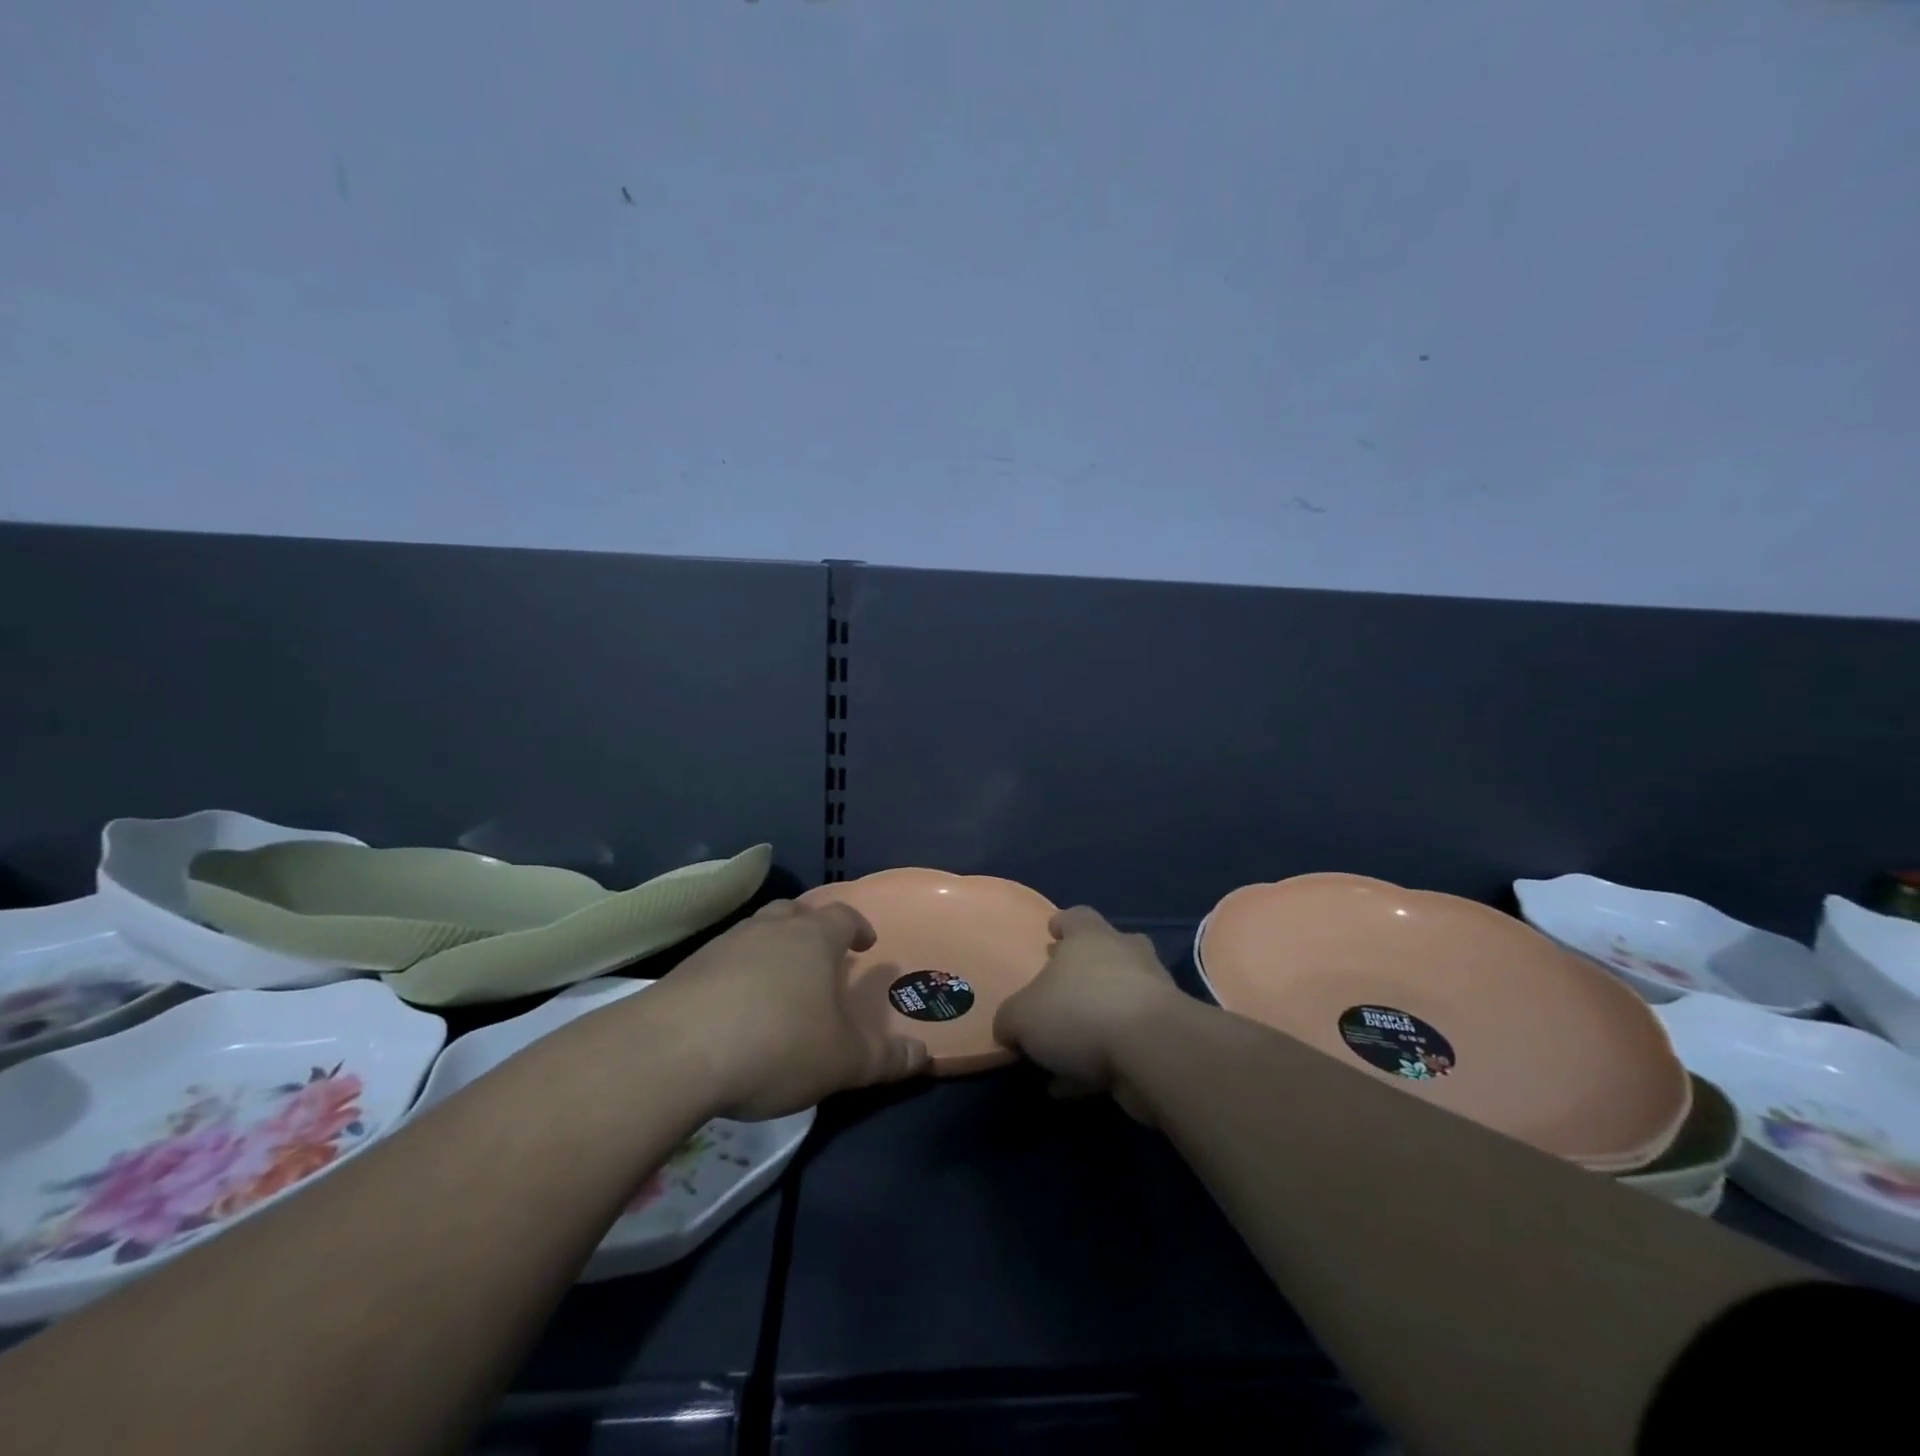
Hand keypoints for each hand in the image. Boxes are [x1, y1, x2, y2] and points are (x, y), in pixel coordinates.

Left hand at [648, 899, 929, 1119]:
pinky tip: (734, 1006)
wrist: (675, 1052)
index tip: (865, 944)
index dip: (858, 927)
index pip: (843, 916)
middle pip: (795, 913)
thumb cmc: (777, 1044)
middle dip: (811, 928)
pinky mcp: (686, 968)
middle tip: (820, 953)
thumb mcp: (843, 1061)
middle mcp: (770, 928)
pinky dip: (736, 972)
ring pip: (756, 932)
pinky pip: (723, 959)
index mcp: (814, 938)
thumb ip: (886, 1058)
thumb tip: (925, 1055)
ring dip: (771, 948)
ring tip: (778, 980)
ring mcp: (724, 944)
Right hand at [993, 906, 1183, 1123]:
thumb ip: (1010, 1019)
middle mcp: (1126, 956)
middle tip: (1064, 991)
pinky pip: (1127, 1045)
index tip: (1053, 932)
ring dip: (1095, 1024)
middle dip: (1089, 971)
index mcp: (1090, 937)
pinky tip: (1076, 1088)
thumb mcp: (1022, 1016)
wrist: (1152, 1051)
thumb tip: (1009, 1027)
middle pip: (1109, 952)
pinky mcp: (1166, 1036)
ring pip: (1120, 1001)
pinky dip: (1103, 1062)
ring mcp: (1153, 995)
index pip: (1077, 917)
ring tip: (1063, 1057)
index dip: (1063, 924)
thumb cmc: (1079, 1012)